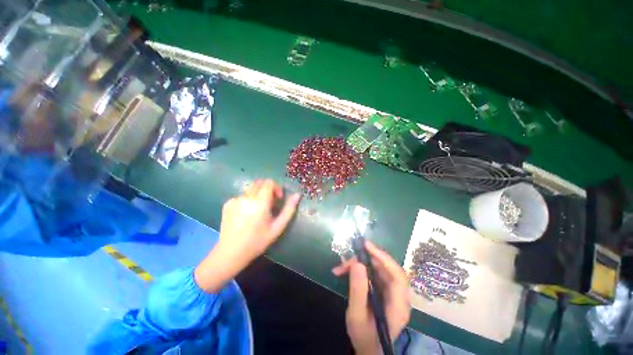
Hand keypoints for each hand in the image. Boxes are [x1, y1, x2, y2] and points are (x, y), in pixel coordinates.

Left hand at [218, 179, 299, 262]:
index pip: (269, 182)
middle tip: (270, 202)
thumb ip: (289, 209)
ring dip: (258, 195)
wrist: (230, 253)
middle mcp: (246, 197)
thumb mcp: (277, 227)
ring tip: (258, 211)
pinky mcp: (227, 204)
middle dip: (267, 188)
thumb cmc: (257, 241)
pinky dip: (247, 200)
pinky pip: (242, 196)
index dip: (277, 187)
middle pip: (259, 182)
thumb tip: (297, 195)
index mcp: (260, 202)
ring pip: (251, 189)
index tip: (278, 198)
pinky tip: (246, 214)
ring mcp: (235, 200)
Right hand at [332, 241, 410, 354]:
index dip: (383, 258)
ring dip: (359, 263)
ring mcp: (390, 292)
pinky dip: (358, 269)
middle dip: (366, 260)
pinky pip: (371, 272)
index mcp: (398, 305)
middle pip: (385, 268)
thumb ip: (358, 291)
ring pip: (377, 268)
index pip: (397, 275)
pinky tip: (344, 270)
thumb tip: (357, 263)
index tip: (366, 246)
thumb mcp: (357, 315)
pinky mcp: (382, 289)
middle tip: (348, 259)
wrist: (367, 348)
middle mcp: (398, 295)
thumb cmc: (363, 336)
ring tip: (342, 266)